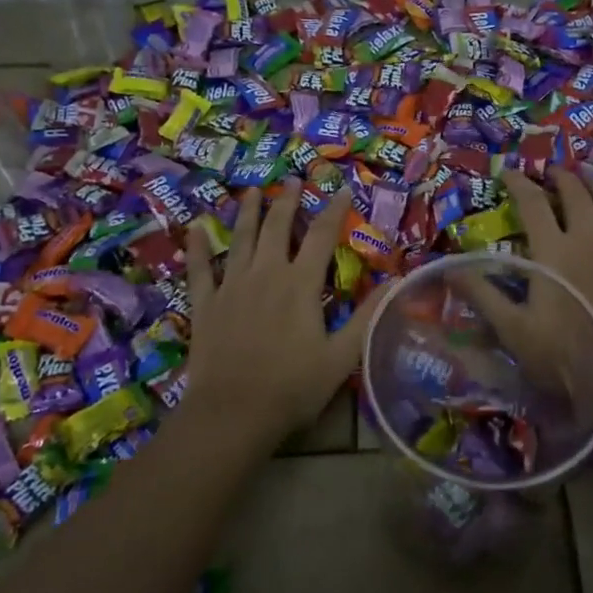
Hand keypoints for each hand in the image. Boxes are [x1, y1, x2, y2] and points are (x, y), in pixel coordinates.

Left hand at [184, 179, 379, 445]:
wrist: (233, 413)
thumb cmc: (293, 387)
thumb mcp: (342, 356)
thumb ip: (367, 317)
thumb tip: (396, 283)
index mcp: (300, 284)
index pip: (321, 236)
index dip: (334, 210)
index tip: (343, 189)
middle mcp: (265, 274)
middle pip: (277, 227)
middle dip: (287, 201)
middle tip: (291, 179)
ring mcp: (231, 286)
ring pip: (240, 238)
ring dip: (247, 212)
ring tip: (252, 191)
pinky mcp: (205, 304)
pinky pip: (200, 269)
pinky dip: (198, 248)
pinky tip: (196, 229)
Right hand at [463, 169, 592, 453]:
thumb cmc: (564, 357)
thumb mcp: (512, 329)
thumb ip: (481, 295)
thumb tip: (449, 267)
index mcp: (553, 251)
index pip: (533, 205)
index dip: (519, 184)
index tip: (508, 171)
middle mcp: (589, 241)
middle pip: (576, 196)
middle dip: (562, 178)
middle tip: (551, 171)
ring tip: (589, 176)